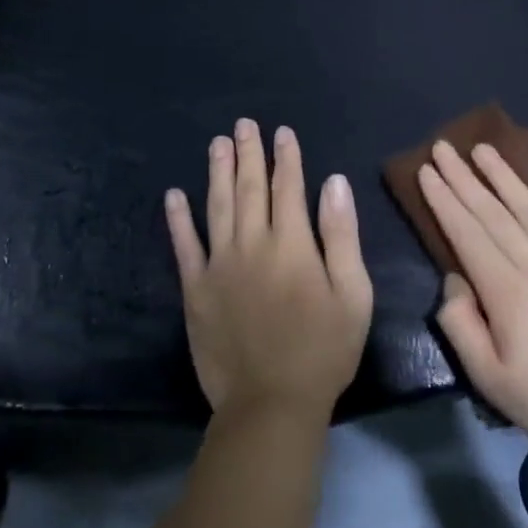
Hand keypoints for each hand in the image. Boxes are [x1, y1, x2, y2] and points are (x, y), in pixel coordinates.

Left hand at [166, 119, 373, 422]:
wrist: (271, 402)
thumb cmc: (324, 350)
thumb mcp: (353, 294)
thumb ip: (342, 235)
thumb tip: (334, 182)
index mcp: (293, 244)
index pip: (289, 188)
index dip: (286, 158)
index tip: (282, 132)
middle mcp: (252, 244)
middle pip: (250, 189)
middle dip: (249, 154)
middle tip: (243, 124)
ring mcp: (219, 265)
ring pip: (217, 206)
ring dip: (217, 172)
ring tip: (217, 143)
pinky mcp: (195, 289)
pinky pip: (184, 246)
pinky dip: (178, 219)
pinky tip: (174, 195)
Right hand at [419, 140, 527, 468]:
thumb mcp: (491, 380)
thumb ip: (462, 326)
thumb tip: (454, 279)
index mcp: (509, 293)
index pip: (468, 234)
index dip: (445, 200)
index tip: (426, 171)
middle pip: (494, 213)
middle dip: (465, 178)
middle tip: (444, 147)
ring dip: (505, 176)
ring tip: (484, 148)